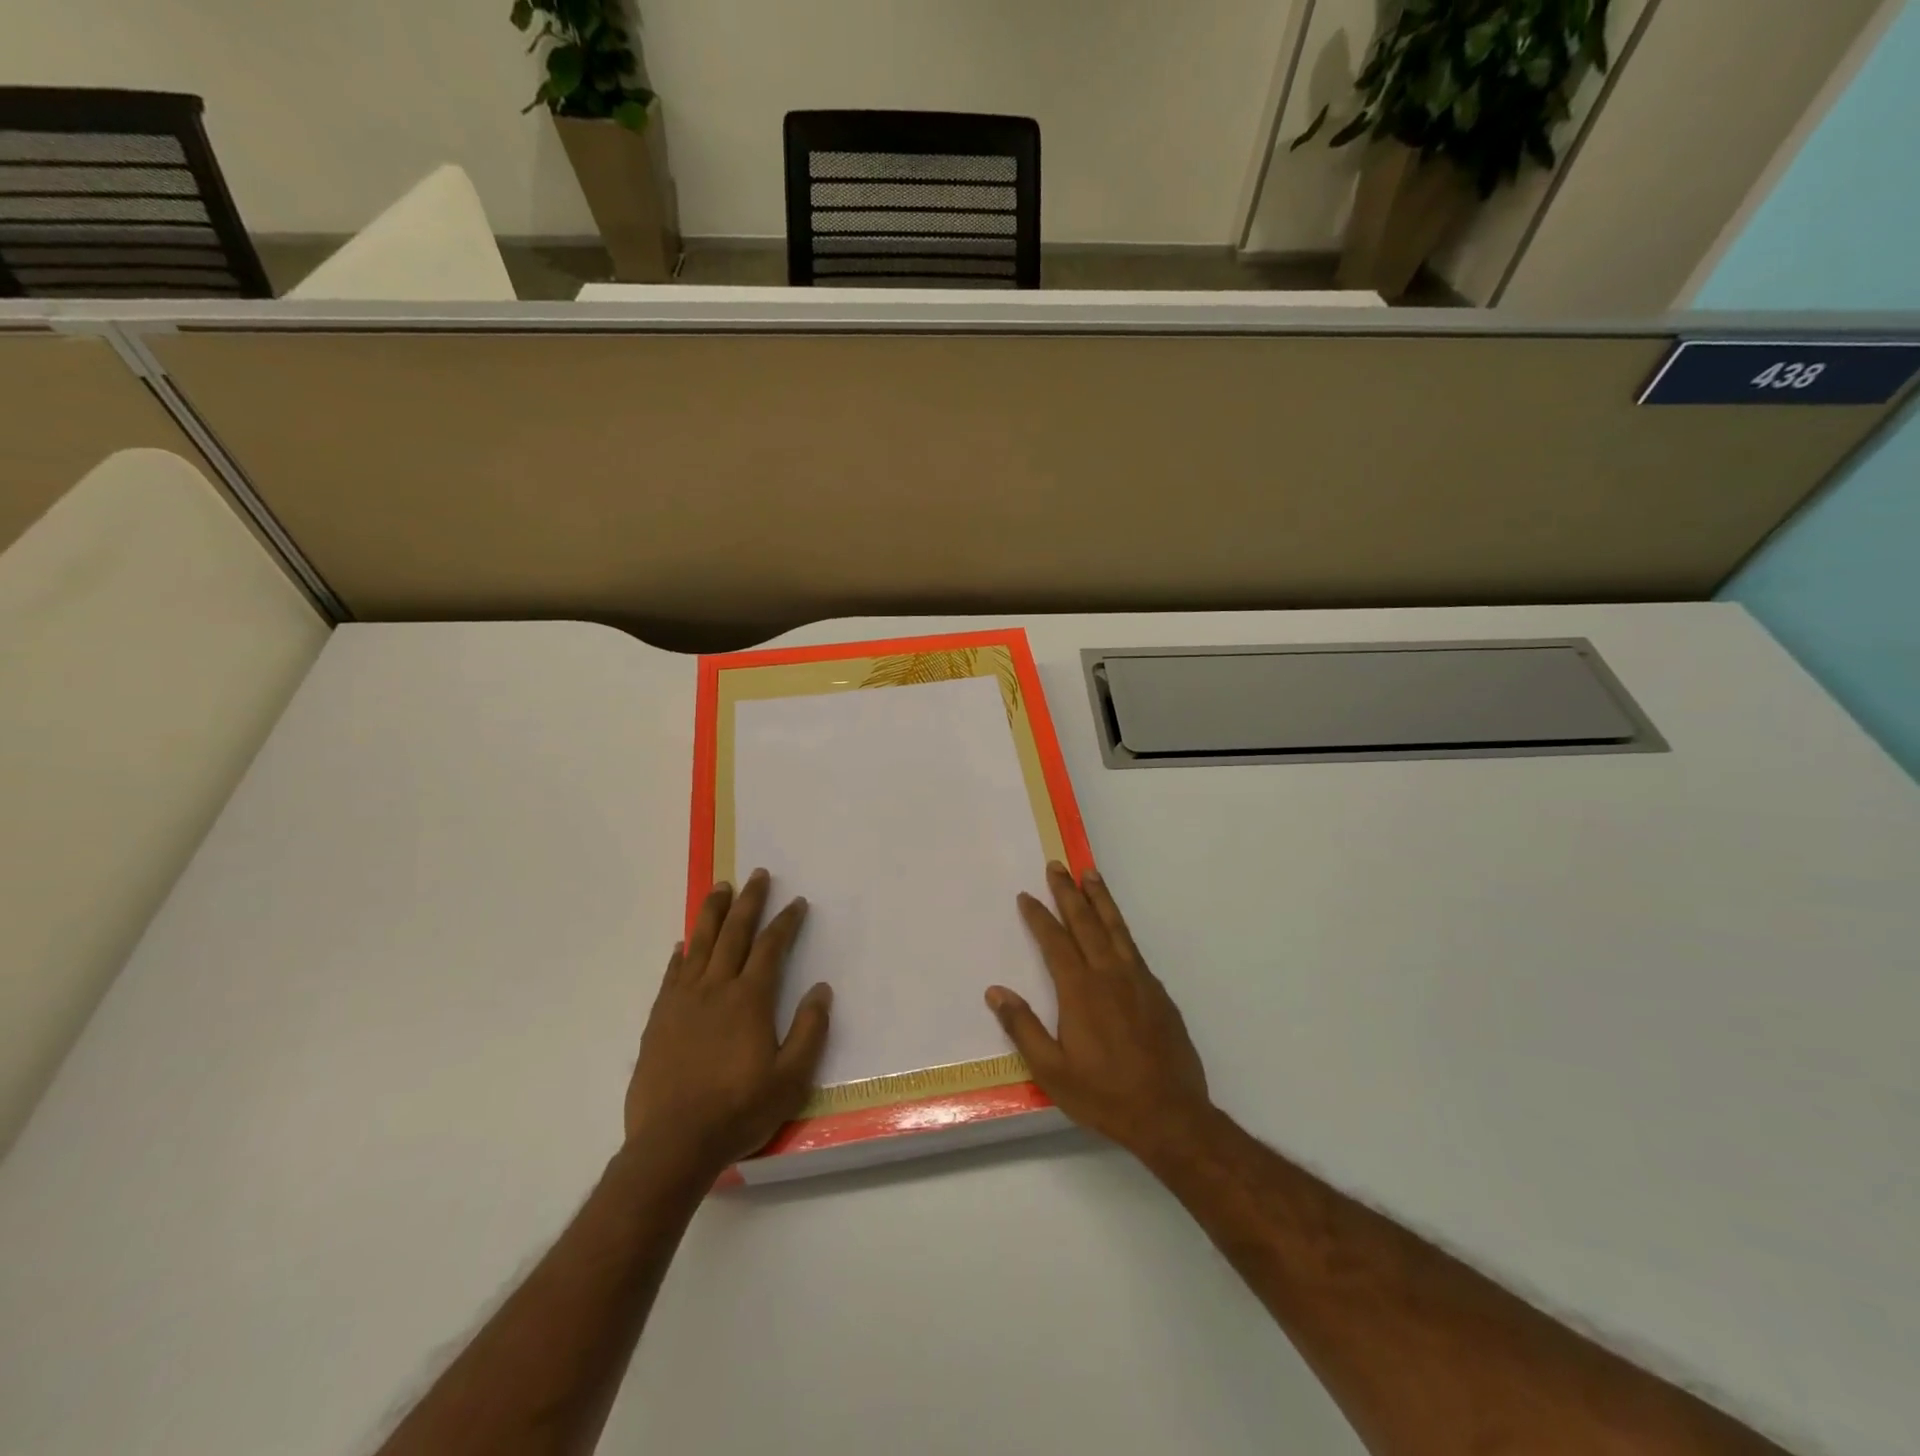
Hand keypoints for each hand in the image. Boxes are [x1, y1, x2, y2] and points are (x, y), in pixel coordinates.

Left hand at [626, 869, 831, 1174]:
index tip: (796, 902)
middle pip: (734, 934)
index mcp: (749, 999)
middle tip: (757, 875)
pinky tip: (684, 943)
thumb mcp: (790, 1079)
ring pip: (699, 944)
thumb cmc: (738, 1111)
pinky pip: (672, 974)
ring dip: (712, 913)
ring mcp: (683, 1002)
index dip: (785, 922)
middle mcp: (715, 989)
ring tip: (719, 888)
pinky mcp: (659, 1020)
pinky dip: (681, 954)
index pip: (771, 948)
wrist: (672, 1144)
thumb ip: (809, 1031)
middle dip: (748, 902)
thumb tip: (821, 989)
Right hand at [988, 862, 1214, 1163]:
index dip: (1039, 916)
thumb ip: (1023, 1027)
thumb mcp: (1052, 1071)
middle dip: (1069, 892)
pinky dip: (1121, 928)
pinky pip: (1134, 949)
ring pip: (1116, 928)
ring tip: (1090, 874)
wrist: (1171, 1115)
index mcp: (1081, 991)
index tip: (1026, 896)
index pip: (1055, 942)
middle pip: (1087, 923)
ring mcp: (1139, 981)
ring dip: (1101, 899)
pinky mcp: (1159, 993)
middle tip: (1058, 865)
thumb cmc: (1104, 1095)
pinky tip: (1117, 929)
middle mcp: (1110, 975)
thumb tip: (995, 991)